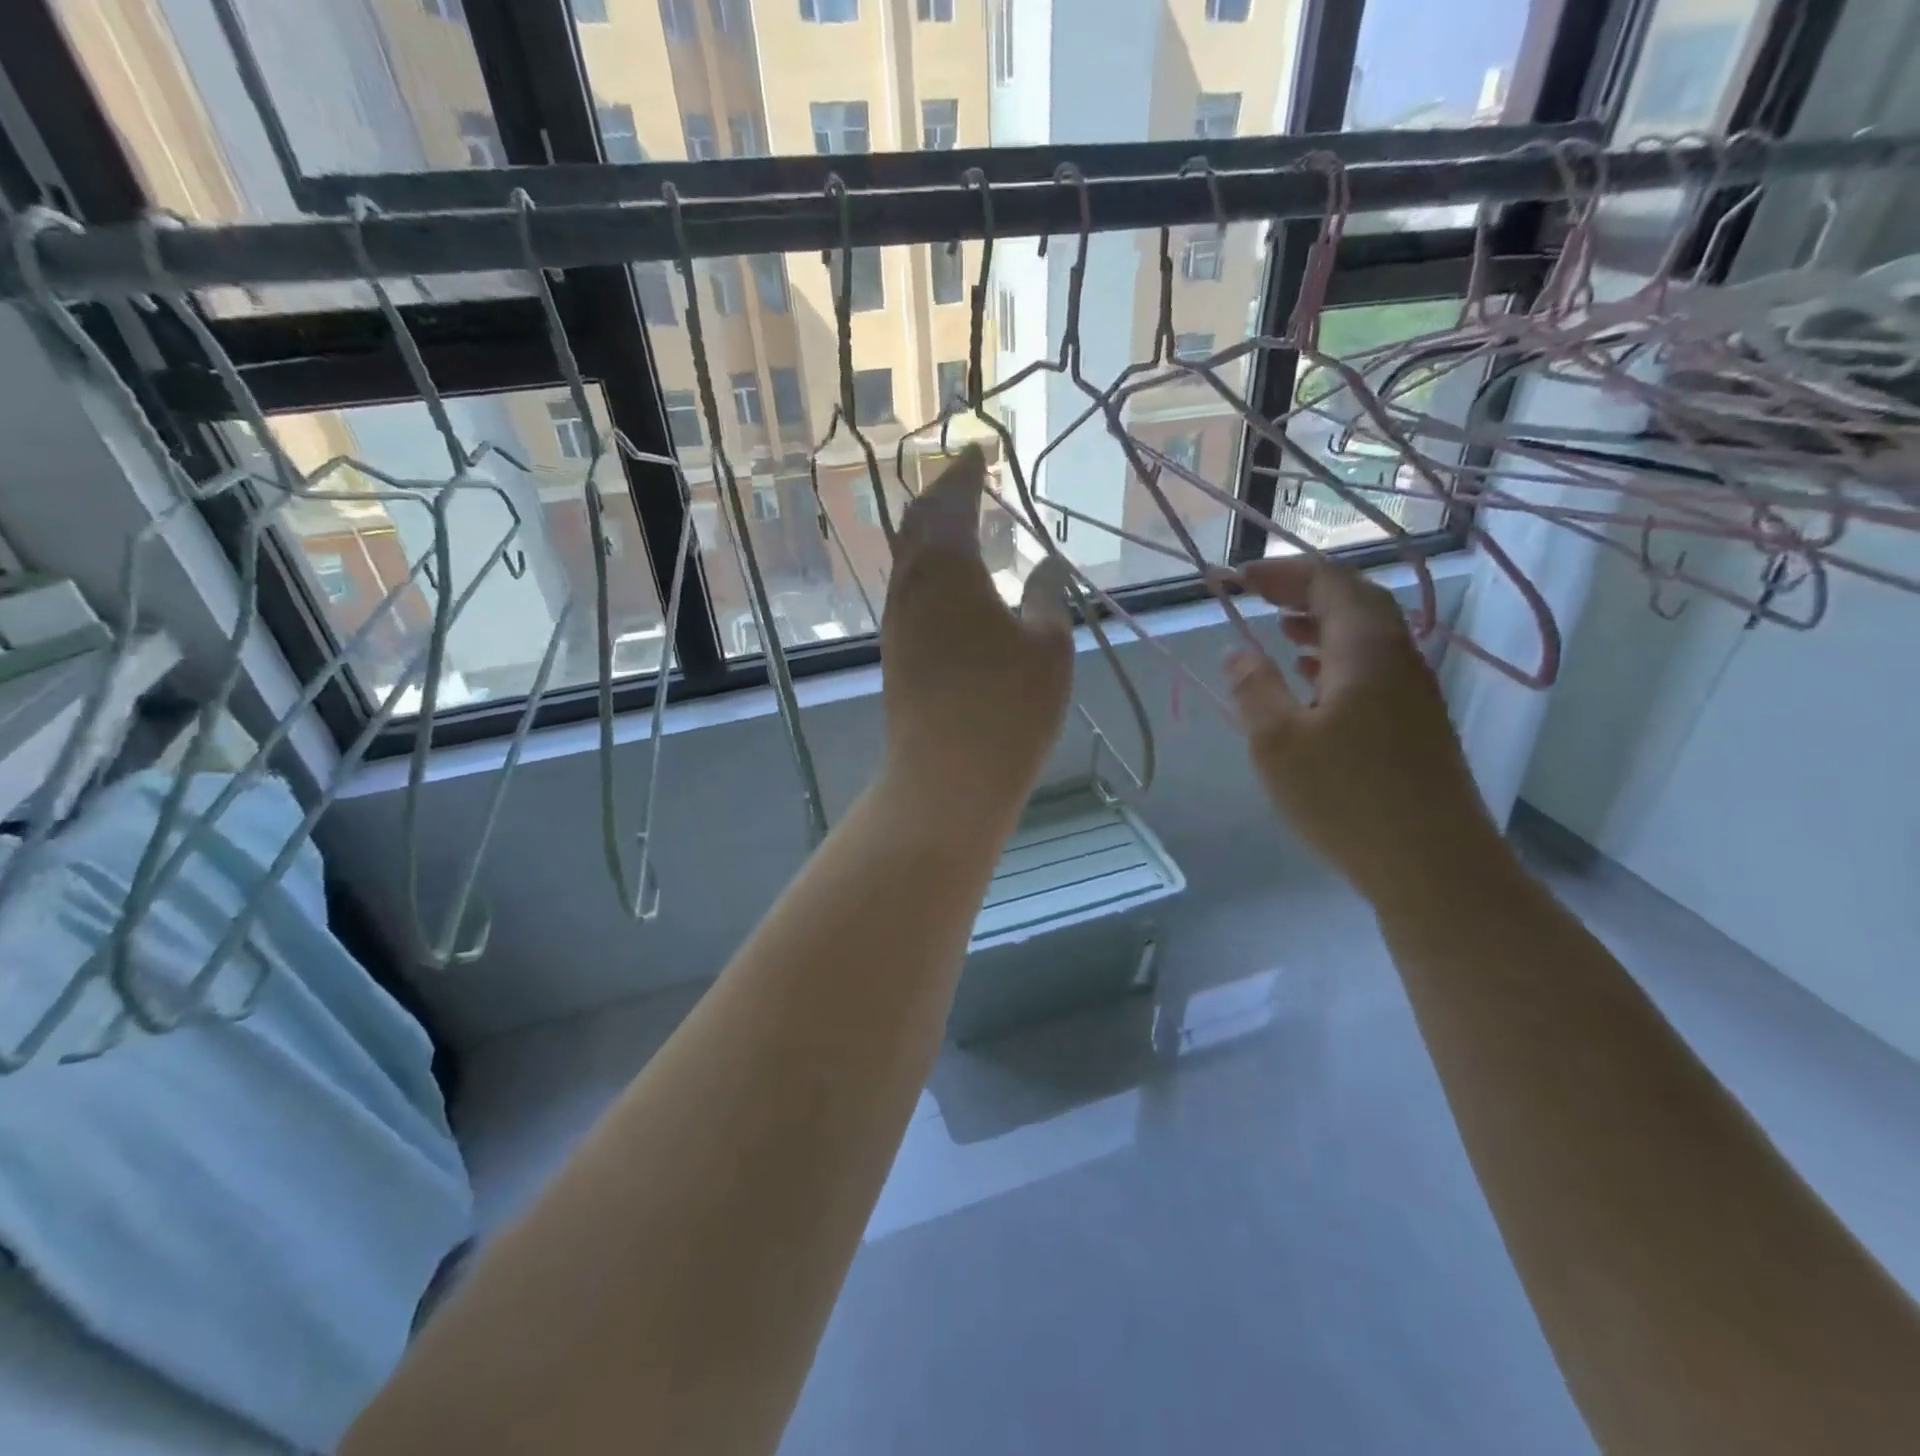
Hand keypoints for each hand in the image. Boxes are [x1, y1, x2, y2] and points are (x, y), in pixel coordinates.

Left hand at [880, 445, 1073, 820]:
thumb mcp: (1048, 648)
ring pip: (907, 559)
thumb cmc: (1007, 709)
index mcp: (948, 568)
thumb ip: (1046, 597)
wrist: (945, 778)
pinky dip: (927, 570)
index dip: (965, 472)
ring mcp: (897, 621)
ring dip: (929, 533)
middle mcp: (911, 585)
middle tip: (964, 481)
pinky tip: (948, 584)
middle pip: (917, 523)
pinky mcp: (895, 653)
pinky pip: (908, 591)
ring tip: (957, 525)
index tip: (978, 452)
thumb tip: (1046, 564)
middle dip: (940, 496)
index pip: (952, 501)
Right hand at [1226, 557, 1497, 904]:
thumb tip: (1237, 652)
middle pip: (1356, 601)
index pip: (1330, 583)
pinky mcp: (1415, 725)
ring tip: (1280, 630)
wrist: (1433, 864)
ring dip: (1322, 624)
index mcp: (1367, 650)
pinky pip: (1373, 669)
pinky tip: (1312, 683)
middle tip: (1259, 596)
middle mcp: (1398, 659)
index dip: (1283, 573)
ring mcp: (1413, 693)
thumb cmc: (1346, 798)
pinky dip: (1337, 659)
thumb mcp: (1278, 742)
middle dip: (1304, 591)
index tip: (1239, 578)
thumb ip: (1254, 689)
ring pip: (1367, 637)